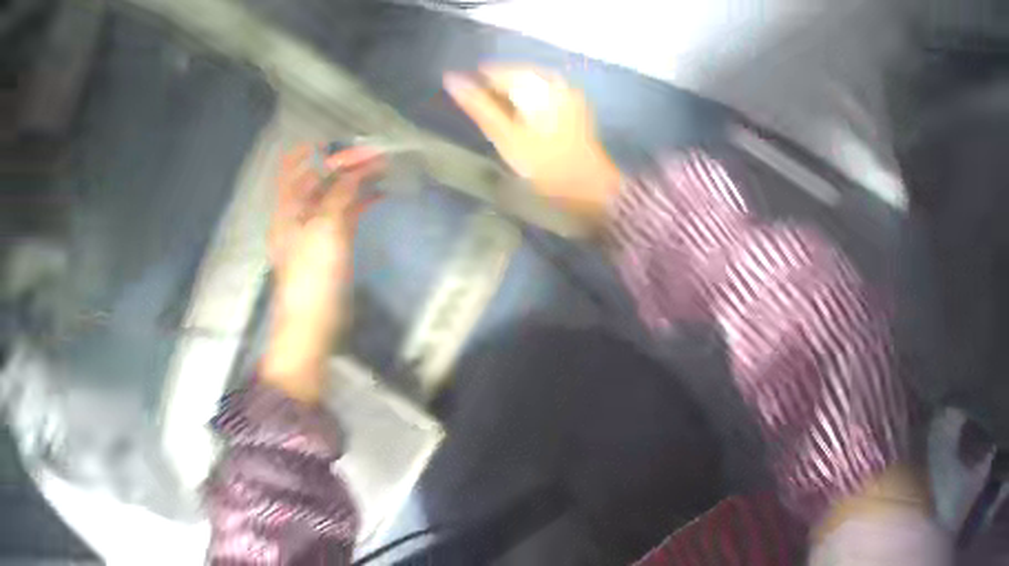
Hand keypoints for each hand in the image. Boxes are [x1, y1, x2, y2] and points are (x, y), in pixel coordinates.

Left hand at [263, 144, 384, 402]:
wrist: (312, 325)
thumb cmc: (312, 277)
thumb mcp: (324, 230)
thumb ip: (339, 193)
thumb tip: (356, 165)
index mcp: (287, 208)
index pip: (293, 168)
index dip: (312, 150)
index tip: (339, 138)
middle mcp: (298, 214)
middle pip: (318, 179)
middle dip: (343, 163)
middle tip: (374, 152)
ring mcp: (315, 229)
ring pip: (334, 195)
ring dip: (355, 180)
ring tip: (382, 167)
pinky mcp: (331, 245)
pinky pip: (345, 214)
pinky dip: (360, 202)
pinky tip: (380, 195)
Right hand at [444, 65, 620, 225]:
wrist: (590, 187)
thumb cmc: (545, 164)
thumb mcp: (506, 136)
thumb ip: (478, 105)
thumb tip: (451, 79)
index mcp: (538, 84)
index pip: (498, 72)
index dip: (477, 83)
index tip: (462, 98)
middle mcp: (556, 80)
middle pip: (515, 76)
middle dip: (495, 90)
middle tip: (477, 109)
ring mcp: (569, 92)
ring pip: (530, 85)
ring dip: (511, 96)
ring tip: (495, 115)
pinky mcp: (575, 105)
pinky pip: (544, 94)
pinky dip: (528, 102)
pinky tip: (520, 118)